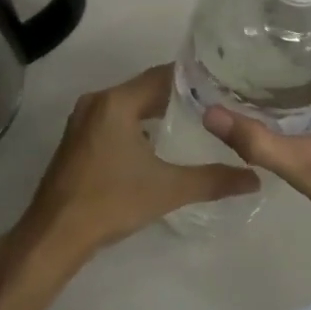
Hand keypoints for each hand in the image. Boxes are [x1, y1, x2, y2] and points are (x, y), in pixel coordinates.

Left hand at [11, 65, 256, 274]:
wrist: (56, 233)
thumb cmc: (111, 201)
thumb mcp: (168, 189)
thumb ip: (213, 180)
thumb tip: (255, 178)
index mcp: (116, 102)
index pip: (162, 76)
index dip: (193, 78)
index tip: (223, 83)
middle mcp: (97, 101)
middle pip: (144, 88)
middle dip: (178, 95)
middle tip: (216, 103)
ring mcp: (83, 120)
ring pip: (128, 105)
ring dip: (156, 110)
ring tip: (194, 120)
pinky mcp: (78, 139)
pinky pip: (114, 120)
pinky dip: (137, 124)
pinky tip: (159, 142)